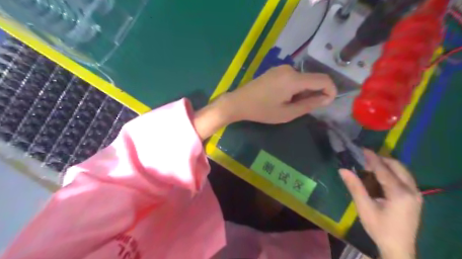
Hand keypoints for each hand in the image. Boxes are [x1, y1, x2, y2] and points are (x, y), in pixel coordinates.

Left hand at [224, 66, 335, 124]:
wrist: (238, 102)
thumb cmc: (262, 110)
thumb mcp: (287, 113)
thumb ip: (309, 105)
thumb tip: (327, 98)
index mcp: (293, 79)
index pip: (323, 79)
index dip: (331, 90)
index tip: (327, 102)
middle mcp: (289, 69)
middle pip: (312, 79)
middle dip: (313, 93)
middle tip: (300, 108)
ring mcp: (281, 68)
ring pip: (302, 79)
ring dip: (302, 92)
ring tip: (288, 104)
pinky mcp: (275, 70)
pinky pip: (292, 77)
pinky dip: (294, 88)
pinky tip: (282, 97)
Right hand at [339, 150, 420, 258]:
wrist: (399, 248)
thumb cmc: (379, 228)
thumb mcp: (364, 208)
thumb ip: (355, 187)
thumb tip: (342, 169)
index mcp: (399, 193)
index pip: (384, 169)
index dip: (372, 158)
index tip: (361, 149)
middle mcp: (412, 190)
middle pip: (397, 166)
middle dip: (381, 159)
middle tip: (364, 158)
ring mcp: (416, 194)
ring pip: (402, 171)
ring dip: (387, 165)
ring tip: (370, 165)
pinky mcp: (415, 198)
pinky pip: (404, 178)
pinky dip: (392, 172)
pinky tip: (380, 176)